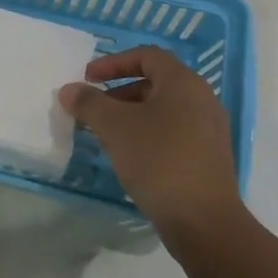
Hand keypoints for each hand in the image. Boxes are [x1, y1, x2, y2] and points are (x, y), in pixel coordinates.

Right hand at [58, 46, 242, 242]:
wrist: (203, 221)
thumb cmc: (158, 160)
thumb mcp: (114, 127)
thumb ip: (88, 103)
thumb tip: (69, 90)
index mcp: (183, 83)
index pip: (147, 56)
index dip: (113, 62)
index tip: (88, 79)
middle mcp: (202, 100)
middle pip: (155, 82)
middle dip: (119, 91)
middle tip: (94, 109)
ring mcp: (209, 130)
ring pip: (163, 109)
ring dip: (131, 114)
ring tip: (106, 134)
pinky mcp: (208, 156)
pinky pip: (173, 132)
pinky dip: (147, 133)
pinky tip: (130, 156)